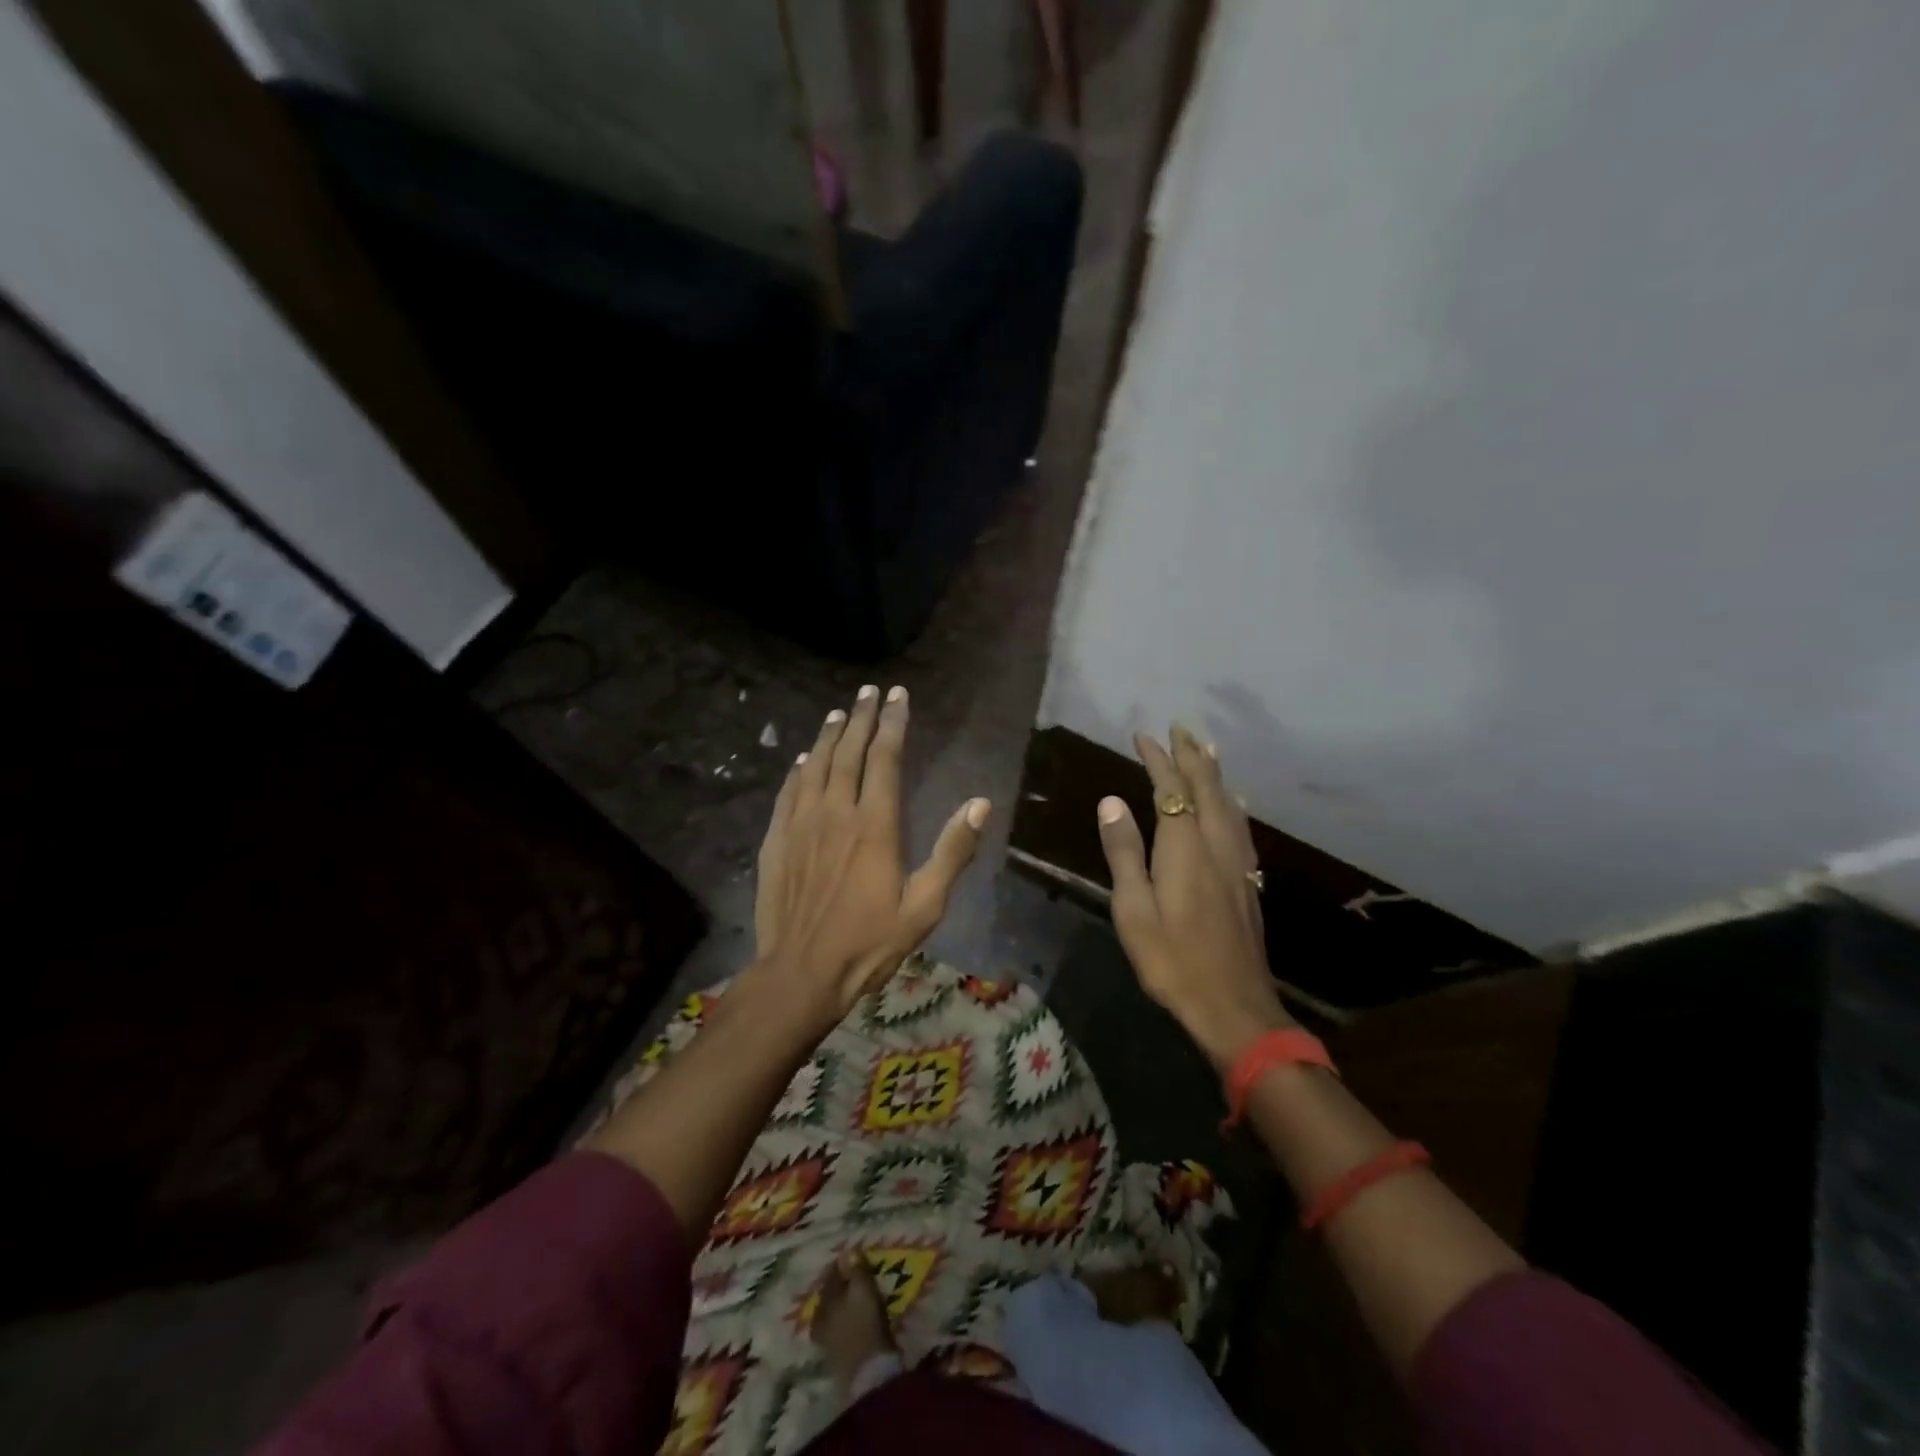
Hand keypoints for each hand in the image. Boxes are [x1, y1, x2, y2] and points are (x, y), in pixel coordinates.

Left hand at [750, 684, 989, 1018]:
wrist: (801, 973)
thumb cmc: (869, 943)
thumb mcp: (924, 906)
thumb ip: (952, 851)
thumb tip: (980, 803)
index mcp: (875, 824)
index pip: (885, 758)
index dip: (893, 723)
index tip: (898, 695)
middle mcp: (836, 812)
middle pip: (848, 752)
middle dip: (861, 717)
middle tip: (869, 691)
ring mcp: (801, 825)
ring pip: (815, 766)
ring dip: (828, 736)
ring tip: (838, 713)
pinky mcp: (776, 841)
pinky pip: (788, 793)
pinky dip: (798, 770)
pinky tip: (802, 760)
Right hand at [1096, 726, 1292, 1067]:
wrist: (1233, 1005)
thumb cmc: (1172, 959)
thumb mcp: (1134, 909)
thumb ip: (1124, 853)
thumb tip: (1111, 802)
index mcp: (1185, 848)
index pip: (1172, 789)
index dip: (1158, 759)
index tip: (1144, 735)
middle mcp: (1216, 845)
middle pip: (1207, 788)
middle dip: (1191, 755)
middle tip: (1180, 728)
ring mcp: (1237, 863)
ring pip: (1229, 804)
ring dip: (1215, 773)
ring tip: (1208, 749)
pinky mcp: (1247, 881)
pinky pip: (1240, 826)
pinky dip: (1233, 803)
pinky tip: (1235, 803)